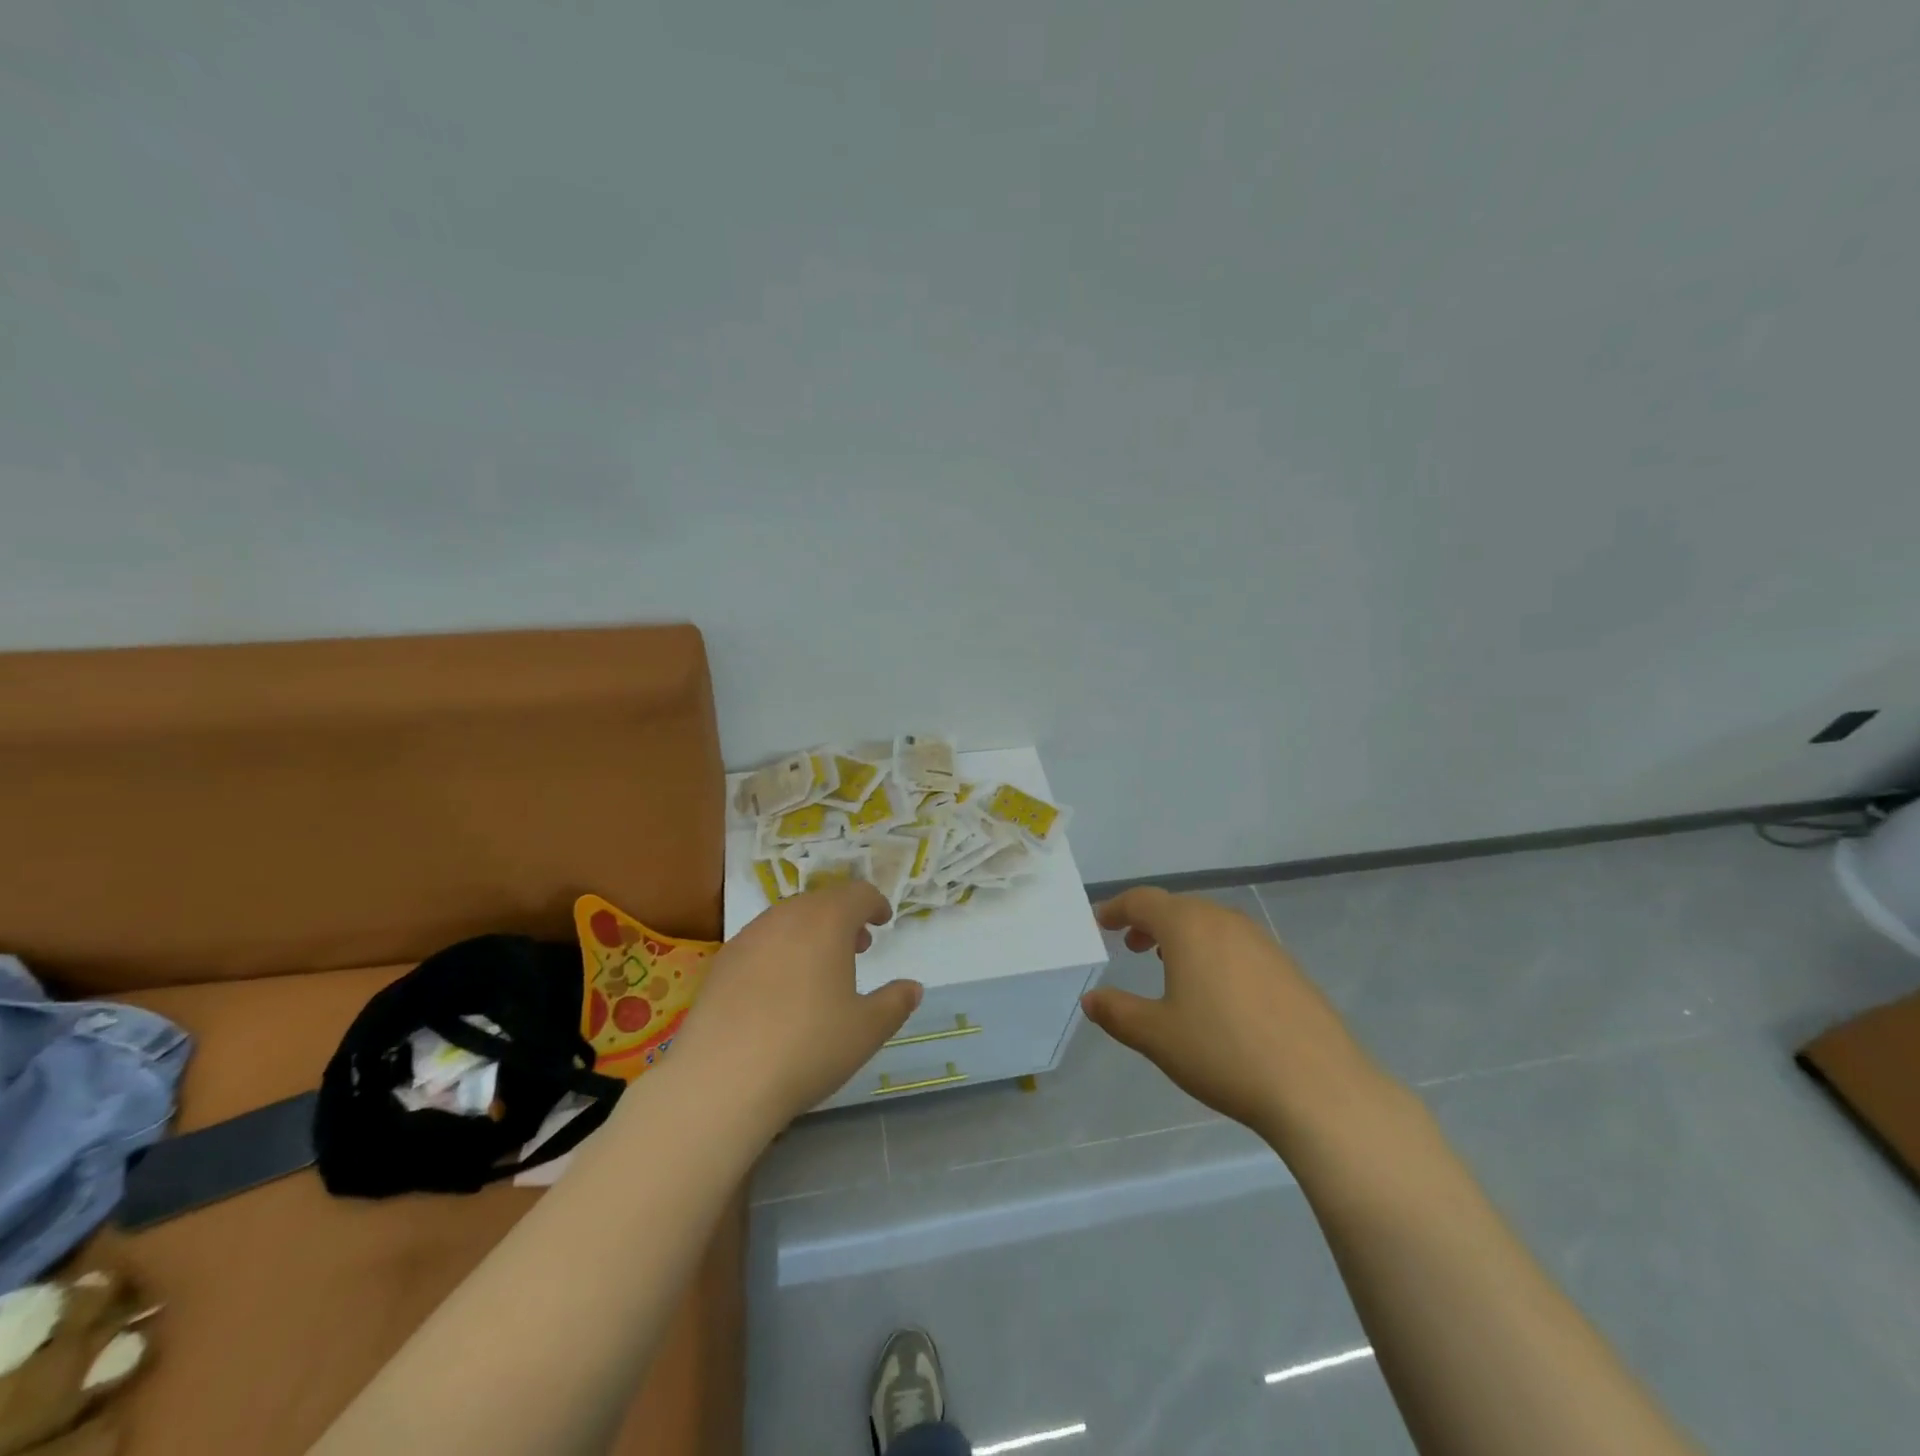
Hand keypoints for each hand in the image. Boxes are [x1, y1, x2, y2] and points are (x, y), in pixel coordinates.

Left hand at [668, 882, 921, 1135]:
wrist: (722, 1080)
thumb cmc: (808, 1046)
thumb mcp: (867, 1030)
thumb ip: (895, 1003)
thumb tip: (912, 988)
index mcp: (827, 921)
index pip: (857, 893)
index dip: (874, 904)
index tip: (883, 921)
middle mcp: (786, 917)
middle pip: (821, 902)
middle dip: (843, 918)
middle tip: (858, 946)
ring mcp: (748, 937)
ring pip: (788, 920)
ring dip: (811, 932)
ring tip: (820, 968)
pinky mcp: (721, 963)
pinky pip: (761, 942)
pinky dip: (780, 951)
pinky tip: (780, 990)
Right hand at [1082, 887, 1385, 1149]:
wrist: (1319, 1088)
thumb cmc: (1223, 1053)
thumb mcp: (1157, 1036)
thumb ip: (1117, 1012)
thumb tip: (1091, 999)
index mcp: (1189, 927)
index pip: (1143, 901)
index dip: (1117, 909)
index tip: (1100, 921)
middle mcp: (1225, 922)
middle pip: (1178, 908)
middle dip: (1149, 922)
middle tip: (1131, 945)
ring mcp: (1262, 942)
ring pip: (1211, 925)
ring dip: (1183, 937)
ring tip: (1169, 965)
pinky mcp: (1288, 967)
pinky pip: (1237, 945)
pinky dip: (1213, 952)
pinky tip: (1216, 991)